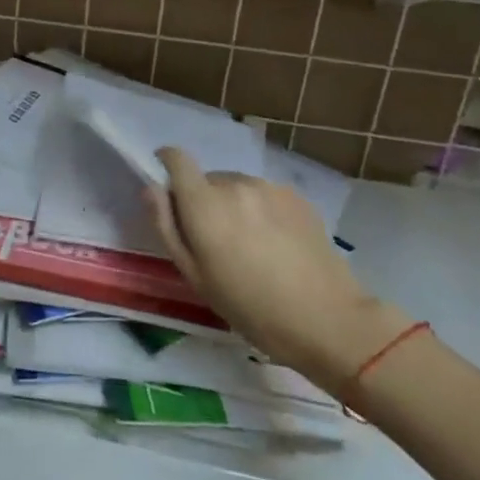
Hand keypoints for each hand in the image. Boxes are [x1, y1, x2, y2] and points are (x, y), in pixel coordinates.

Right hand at [148, 148, 411, 394]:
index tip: (168, 184)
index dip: (167, 163)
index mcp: (204, 203)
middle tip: (216, 242)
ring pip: (237, 188)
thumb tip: (151, 188)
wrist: (329, 320)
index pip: (176, 159)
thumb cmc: (251, 307)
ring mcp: (268, 187)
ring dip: (234, 207)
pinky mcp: (296, 197)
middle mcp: (234, 184)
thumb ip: (167, 226)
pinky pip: (264, 196)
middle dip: (204, 201)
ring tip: (251, 247)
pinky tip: (277, 246)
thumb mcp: (195, 276)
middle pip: (207, 180)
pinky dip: (261, 212)